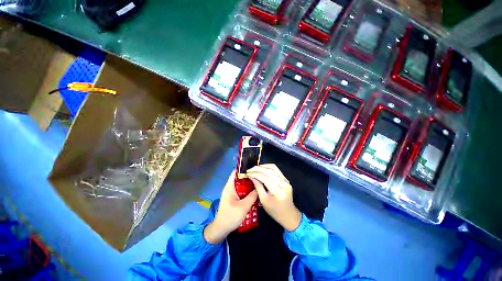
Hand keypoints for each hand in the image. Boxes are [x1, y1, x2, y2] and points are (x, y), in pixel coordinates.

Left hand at [204, 171, 257, 244]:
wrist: (221, 229)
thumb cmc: (230, 216)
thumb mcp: (243, 206)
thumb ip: (252, 196)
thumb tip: (259, 188)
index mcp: (230, 186)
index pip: (236, 172)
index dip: (244, 169)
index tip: (254, 169)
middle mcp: (231, 188)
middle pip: (241, 178)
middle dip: (250, 178)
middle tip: (260, 178)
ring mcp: (233, 193)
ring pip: (243, 186)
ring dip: (250, 186)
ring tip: (260, 185)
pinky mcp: (235, 199)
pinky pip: (243, 192)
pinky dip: (249, 192)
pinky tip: (256, 195)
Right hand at [247, 164, 301, 230]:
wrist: (289, 214)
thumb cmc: (275, 211)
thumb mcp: (264, 201)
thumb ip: (258, 187)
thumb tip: (252, 177)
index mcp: (279, 192)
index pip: (266, 179)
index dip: (256, 174)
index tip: (248, 173)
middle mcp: (284, 184)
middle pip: (270, 171)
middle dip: (258, 169)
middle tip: (249, 169)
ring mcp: (286, 180)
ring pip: (273, 168)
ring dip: (263, 166)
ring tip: (254, 168)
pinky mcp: (285, 179)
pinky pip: (276, 169)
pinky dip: (268, 167)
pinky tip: (261, 168)